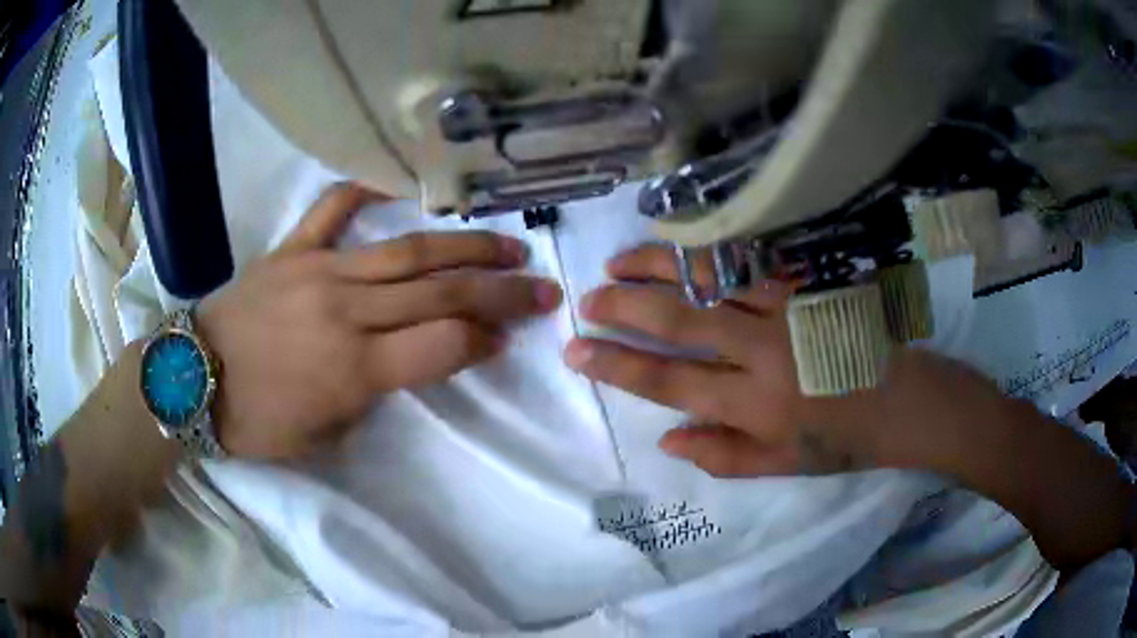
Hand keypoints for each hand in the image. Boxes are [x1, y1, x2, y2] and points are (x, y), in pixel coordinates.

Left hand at [197, 184, 561, 458]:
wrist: (191, 380)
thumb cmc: (257, 422)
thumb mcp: (324, 435)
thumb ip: (373, 396)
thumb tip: (408, 359)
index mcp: (354, 369)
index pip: (444, 345)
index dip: (485, 340)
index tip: (508, 338)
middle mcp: (345, 311)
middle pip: (440, 293)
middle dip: (501, 292)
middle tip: (542, 288)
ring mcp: (318, 270)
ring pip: (407, 250)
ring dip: (464, 248)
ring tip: (507, 246)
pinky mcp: (292, 249)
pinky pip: (333, 208)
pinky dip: (365, 191)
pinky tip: (395, 185)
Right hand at [563, 245, 1011, 477]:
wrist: (907, 402)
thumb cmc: (843, 439)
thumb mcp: (782, 465)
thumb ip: (722, 455)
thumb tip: (665, 437)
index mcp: (755, 404)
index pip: (669, 381)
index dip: (617, 365)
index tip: (577, 351)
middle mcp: (763, 352)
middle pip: (680, 321)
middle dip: (624, 308)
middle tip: (587, 300)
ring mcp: (786, 311)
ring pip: (709, 280)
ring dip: (658, 268)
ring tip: (619, 262)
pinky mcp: (805, 285)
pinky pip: (747, 262)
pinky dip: (707, 253)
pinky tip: (680, 248)